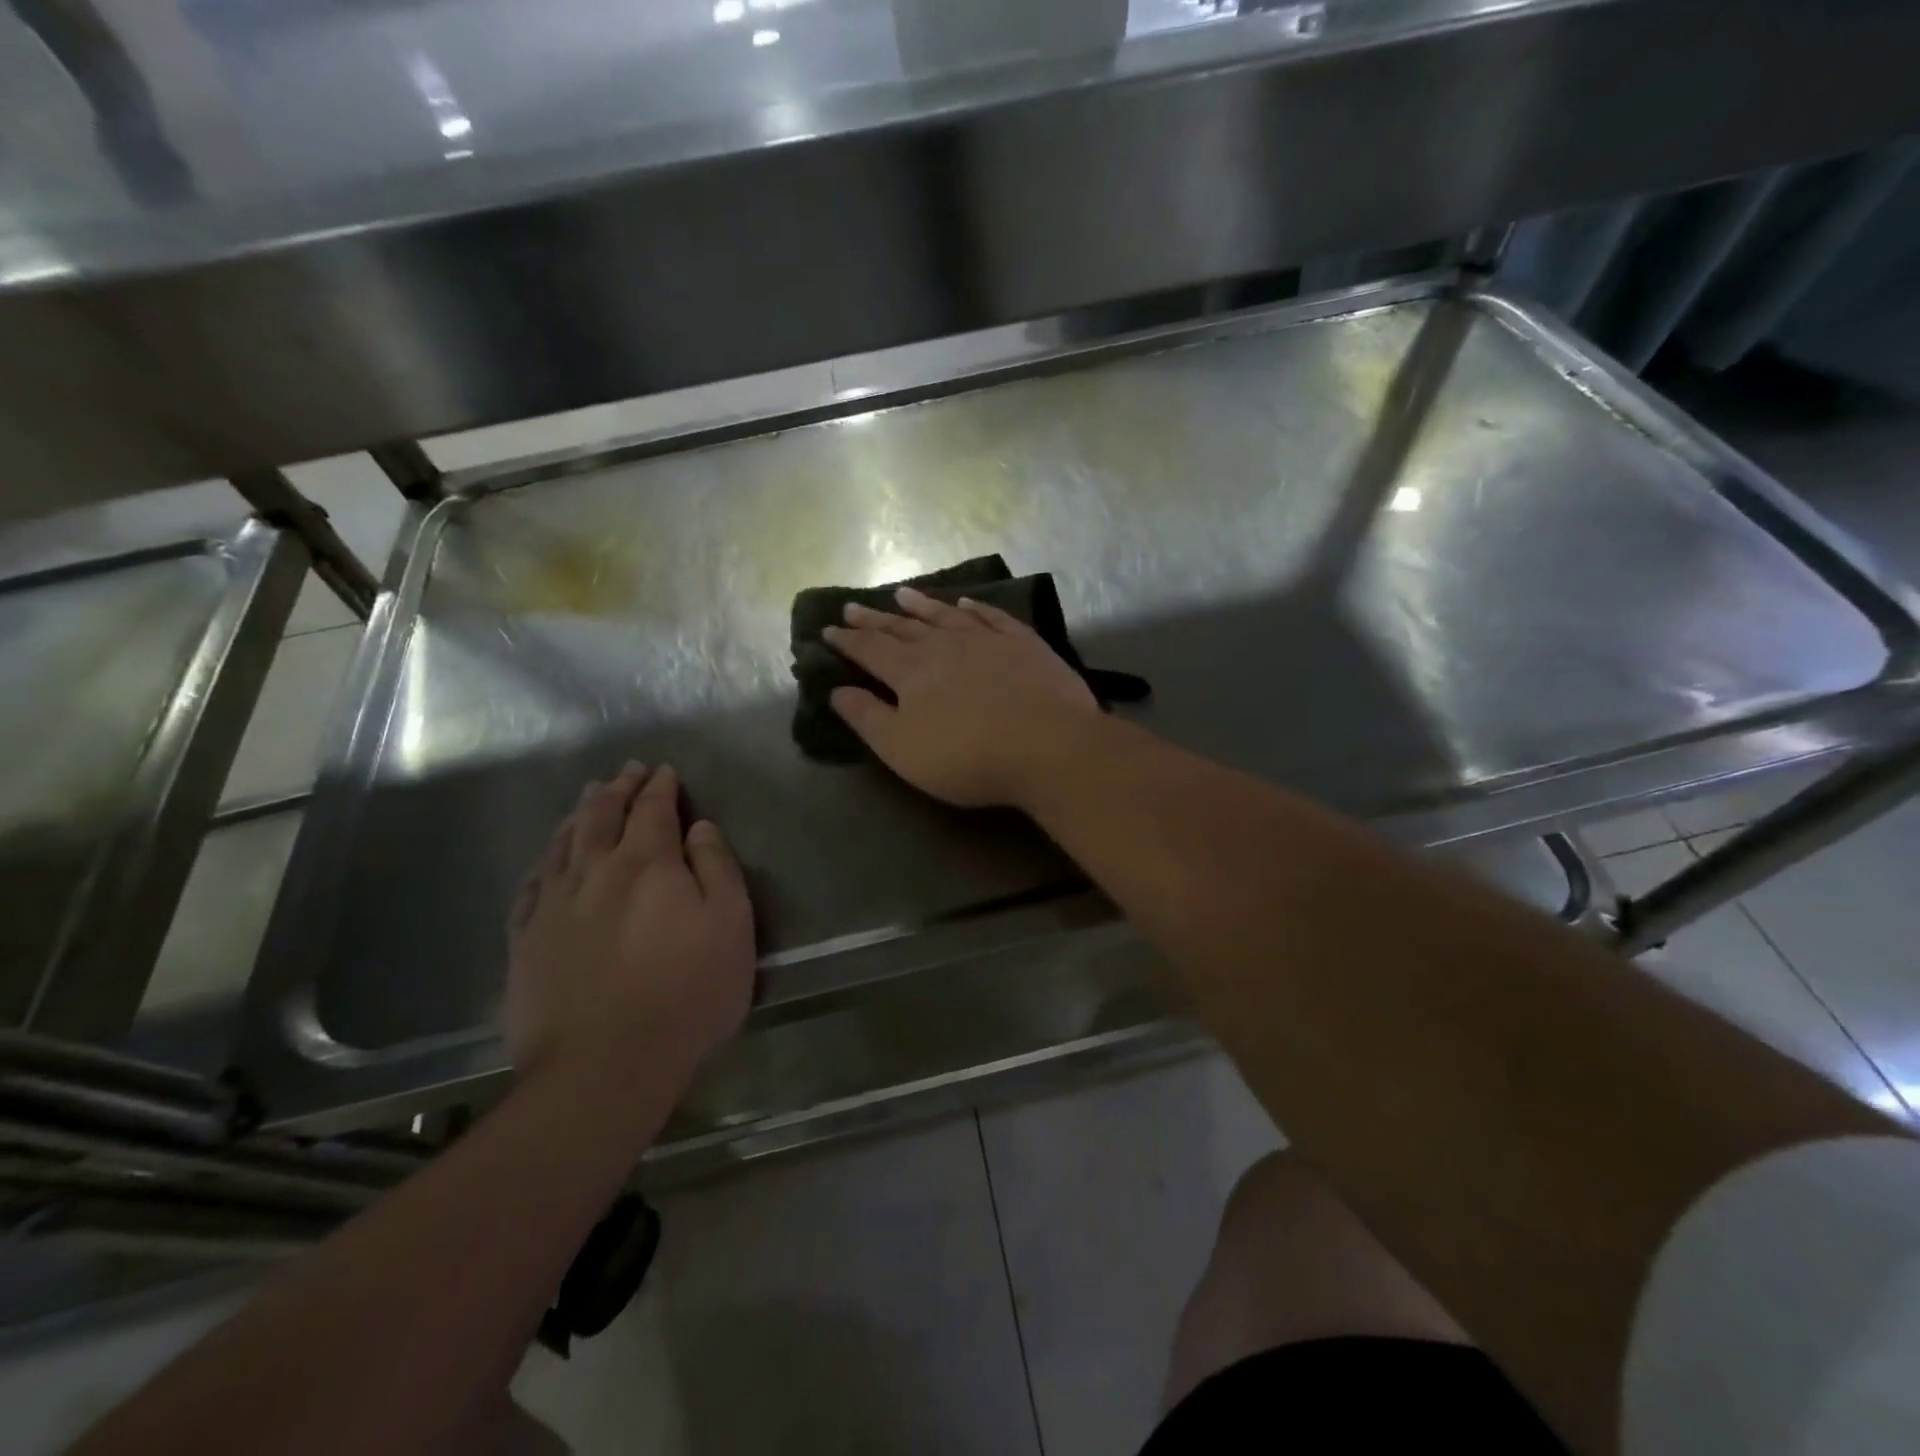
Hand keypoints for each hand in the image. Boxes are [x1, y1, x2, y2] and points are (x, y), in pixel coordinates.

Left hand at [506, 764, 754, 1102]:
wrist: (604, 1067)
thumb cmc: (686, 994)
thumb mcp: (731, 926)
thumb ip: (717, 868)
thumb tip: (700, 827)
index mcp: (648, 863)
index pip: (653, 810)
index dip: (660, 787)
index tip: (664, 771)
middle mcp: (596, 871)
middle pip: (603, 816)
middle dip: (618, 789)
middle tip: (626, 771)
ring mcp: (553, 905)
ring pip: (564, 843)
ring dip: (580, 814)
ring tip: (589, 796)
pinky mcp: (526, 941)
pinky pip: (532, 884)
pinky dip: (545, 859)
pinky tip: (549, 857)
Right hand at [824, 586, 1100, 806]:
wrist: (1048, 745)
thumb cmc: (967, 756)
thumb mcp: (902, 748)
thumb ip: (867, 718)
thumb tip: (837, 690)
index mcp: (911, 671)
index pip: (870, 649)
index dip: (847, 640)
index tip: (828, 628)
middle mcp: (944, 645)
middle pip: (902, 628)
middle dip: (875, 619)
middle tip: (853, 606)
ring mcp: (987, 640)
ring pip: (945, 615)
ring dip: (921, 605)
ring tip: (901, 593)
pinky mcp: (1024, 643)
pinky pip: (992, 617)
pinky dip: (975, 608)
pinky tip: (966, 603)